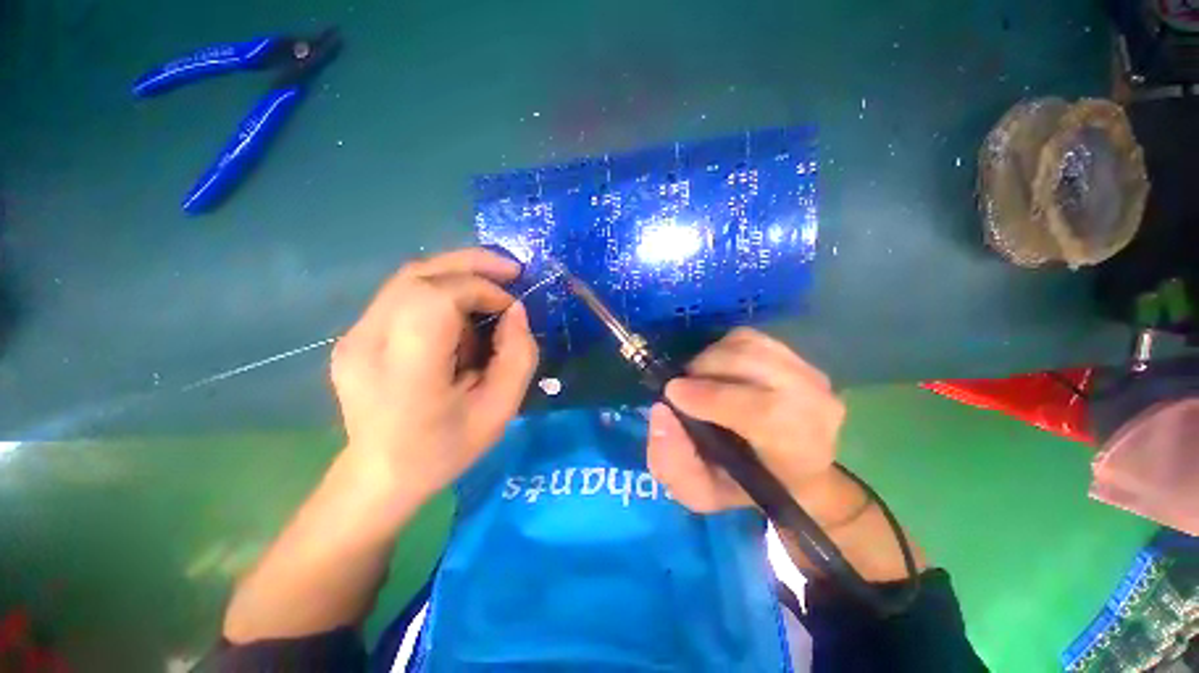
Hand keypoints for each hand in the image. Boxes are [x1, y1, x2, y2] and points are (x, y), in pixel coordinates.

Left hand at [330, 248, 538, 498]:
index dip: (481, 290)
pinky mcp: (354, 334)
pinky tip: (462, 309)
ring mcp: (353, 336)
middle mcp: (367, 343)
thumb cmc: (445, 450)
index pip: (436, 298)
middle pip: (418, 275)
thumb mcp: (500, 411)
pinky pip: (403, 294)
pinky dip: (441, 289)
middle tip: (510, 270)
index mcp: (404, 373)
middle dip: (471, 264)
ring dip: (457, 275)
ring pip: (409, 278)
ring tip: (490, 289)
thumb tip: (515, 312)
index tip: (510, 308)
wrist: (380, 476)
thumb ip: (518, 357)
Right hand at [647, 327, 844, 512]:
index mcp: (799, 452)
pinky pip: (748, 337)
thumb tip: (661, 411)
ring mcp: (810, 374)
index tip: (673, 394)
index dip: (712, 398)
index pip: (763, 412)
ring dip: (711, 358)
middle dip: (704, 369)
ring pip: (747, 345)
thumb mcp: (703, 492)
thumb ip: (674, 464)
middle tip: (681, 388)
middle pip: (752, 363)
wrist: (793, 471)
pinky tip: (718, 370)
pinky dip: (722, 348)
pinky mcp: (797, 356)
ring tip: (698, 380)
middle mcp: (816, 406)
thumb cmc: (746, 486)